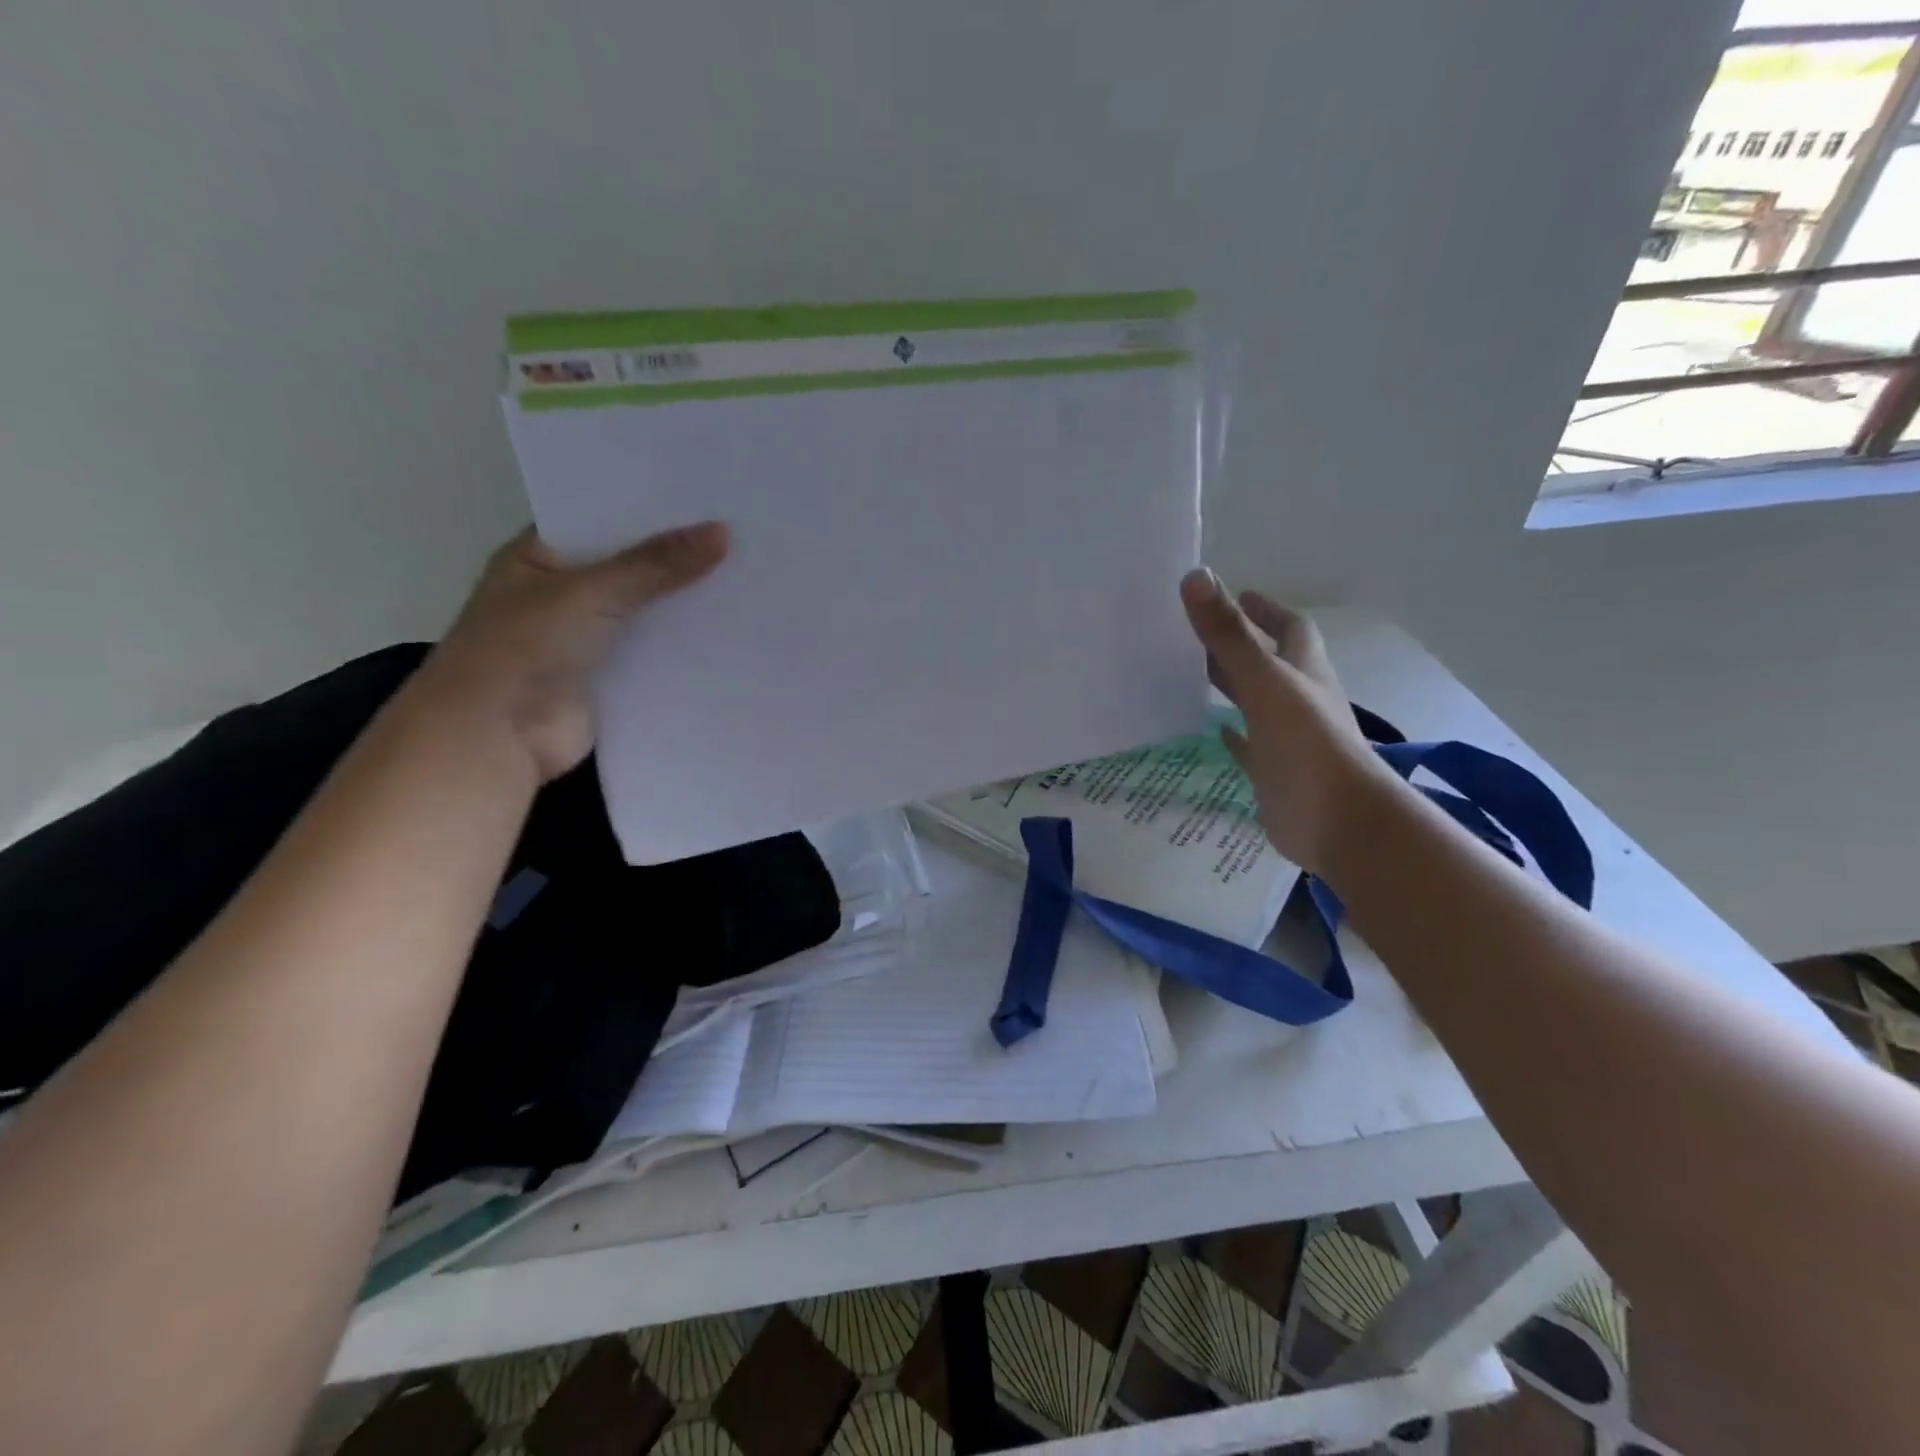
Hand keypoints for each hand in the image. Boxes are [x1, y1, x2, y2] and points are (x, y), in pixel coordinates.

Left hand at [420, 522, 729, 781]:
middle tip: (738, 534)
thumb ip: (656, 564)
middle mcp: (563, 593)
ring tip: (747, 575)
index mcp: (539, 557)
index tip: (705, 495)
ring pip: (646, 612)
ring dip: (685, 603)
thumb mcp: (591, 592)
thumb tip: (722, 532)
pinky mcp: (611, 678)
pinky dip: (685, 647)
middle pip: (630, 567)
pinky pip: (656, 654)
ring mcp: (588, 638)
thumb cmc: (524, 648)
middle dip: (677, 557)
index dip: (649, 509)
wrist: (496, 737)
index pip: (601, 520)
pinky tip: (732, 630)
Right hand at [1179, 570, 1394, 875]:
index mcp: (1303, 671)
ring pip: (1255, 701)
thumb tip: (1195, 576)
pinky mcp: (1272, 770)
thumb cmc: (1306, 743)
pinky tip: (1211, 730)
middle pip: (1267, 662)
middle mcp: (1298, 698)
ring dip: (1230, 685)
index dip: (1266, 609)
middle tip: (1195, 630)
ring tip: (1189, 672)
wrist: (1337, 820)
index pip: (1289, 628)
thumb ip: (1228, 634)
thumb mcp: (1263, 680)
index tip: (1238, 594)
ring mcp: (1287, 736)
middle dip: (1238, 644)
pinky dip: (1231, 734)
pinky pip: (1248, 745)